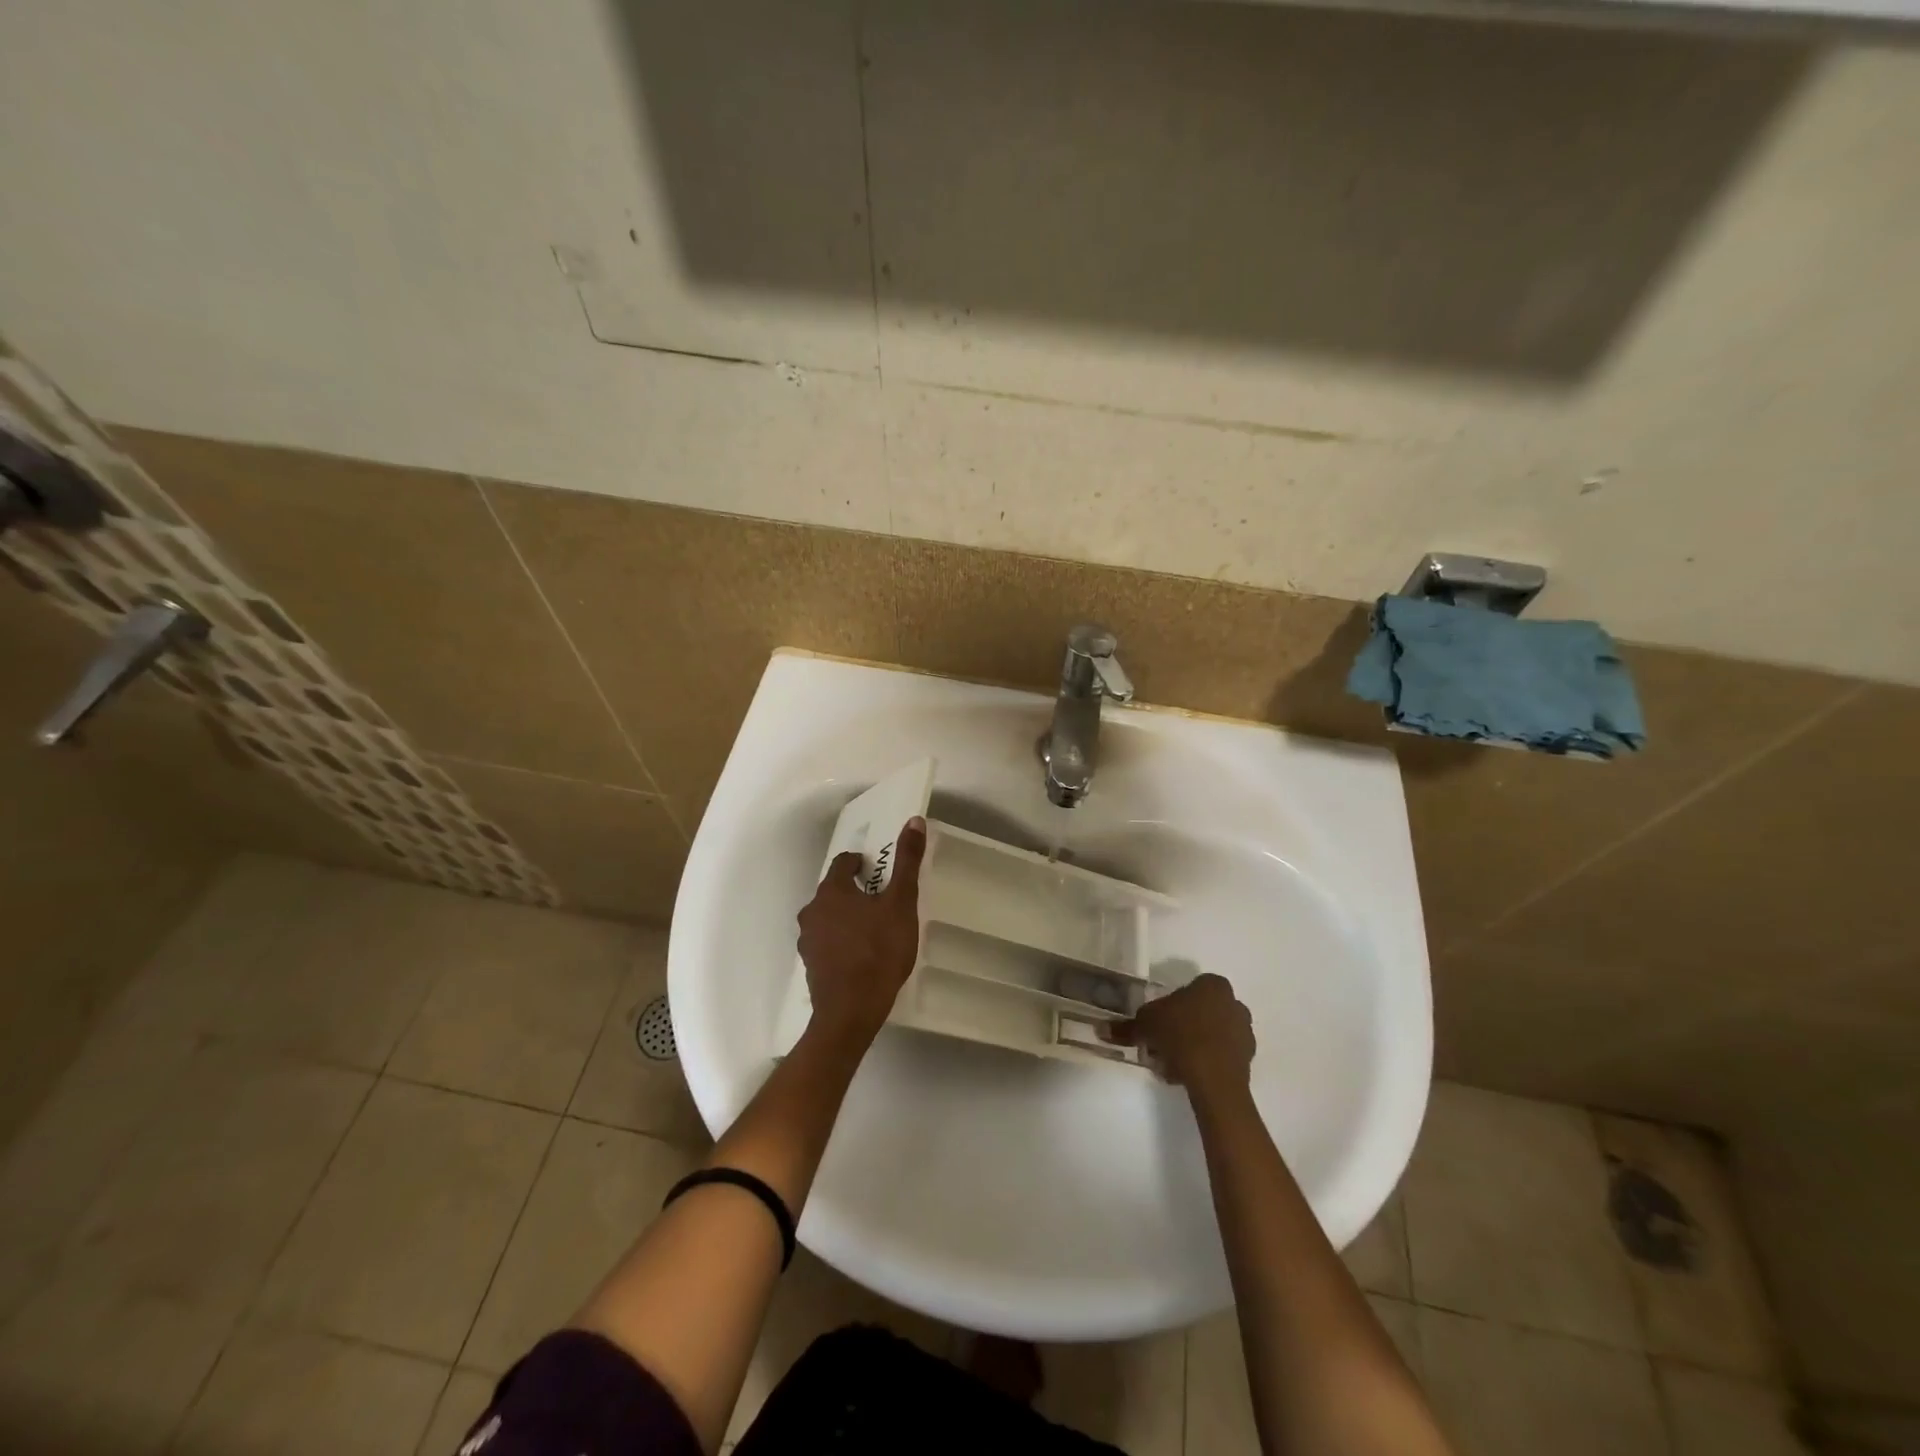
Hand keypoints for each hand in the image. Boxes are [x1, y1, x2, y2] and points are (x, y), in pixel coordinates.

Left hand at [797, 816, 927, 1043]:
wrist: (850, 1012)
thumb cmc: (878, 952)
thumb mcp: (901, 904)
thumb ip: (906, 862)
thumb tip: (913, 820)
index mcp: (832, 891)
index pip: (843, 863)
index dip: (861, 863)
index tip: (878, 871)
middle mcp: (813, 910)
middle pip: (833, 890)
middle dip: (855, 890)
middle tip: (882, 900)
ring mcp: (808, 940)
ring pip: (828, 916)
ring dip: (846, 916)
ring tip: (873, 928)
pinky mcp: (810, 965)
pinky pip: (826, 941)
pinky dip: (841, 940)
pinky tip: (860, 953)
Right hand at [1106, 973, 1254, 1098]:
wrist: (1213, 1078)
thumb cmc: (1180, 1035)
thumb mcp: (1145, 1025)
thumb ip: (1126, 1026)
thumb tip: (1100, 1028)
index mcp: (1213, 985)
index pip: (1189, 989)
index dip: (1171, 1005)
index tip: (1158, 1023)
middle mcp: (1234, 1003)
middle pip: (1201, 1012)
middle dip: (1182, 1027)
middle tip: (1162, 1044)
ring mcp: (1244, 1032)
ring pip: (1212, 1034)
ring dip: (1193, 1045)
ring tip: (1172, 1065)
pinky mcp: (1248, 1059)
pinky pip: (1221, 1055)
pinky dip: (1206, 1062)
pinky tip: (1187, 1075)